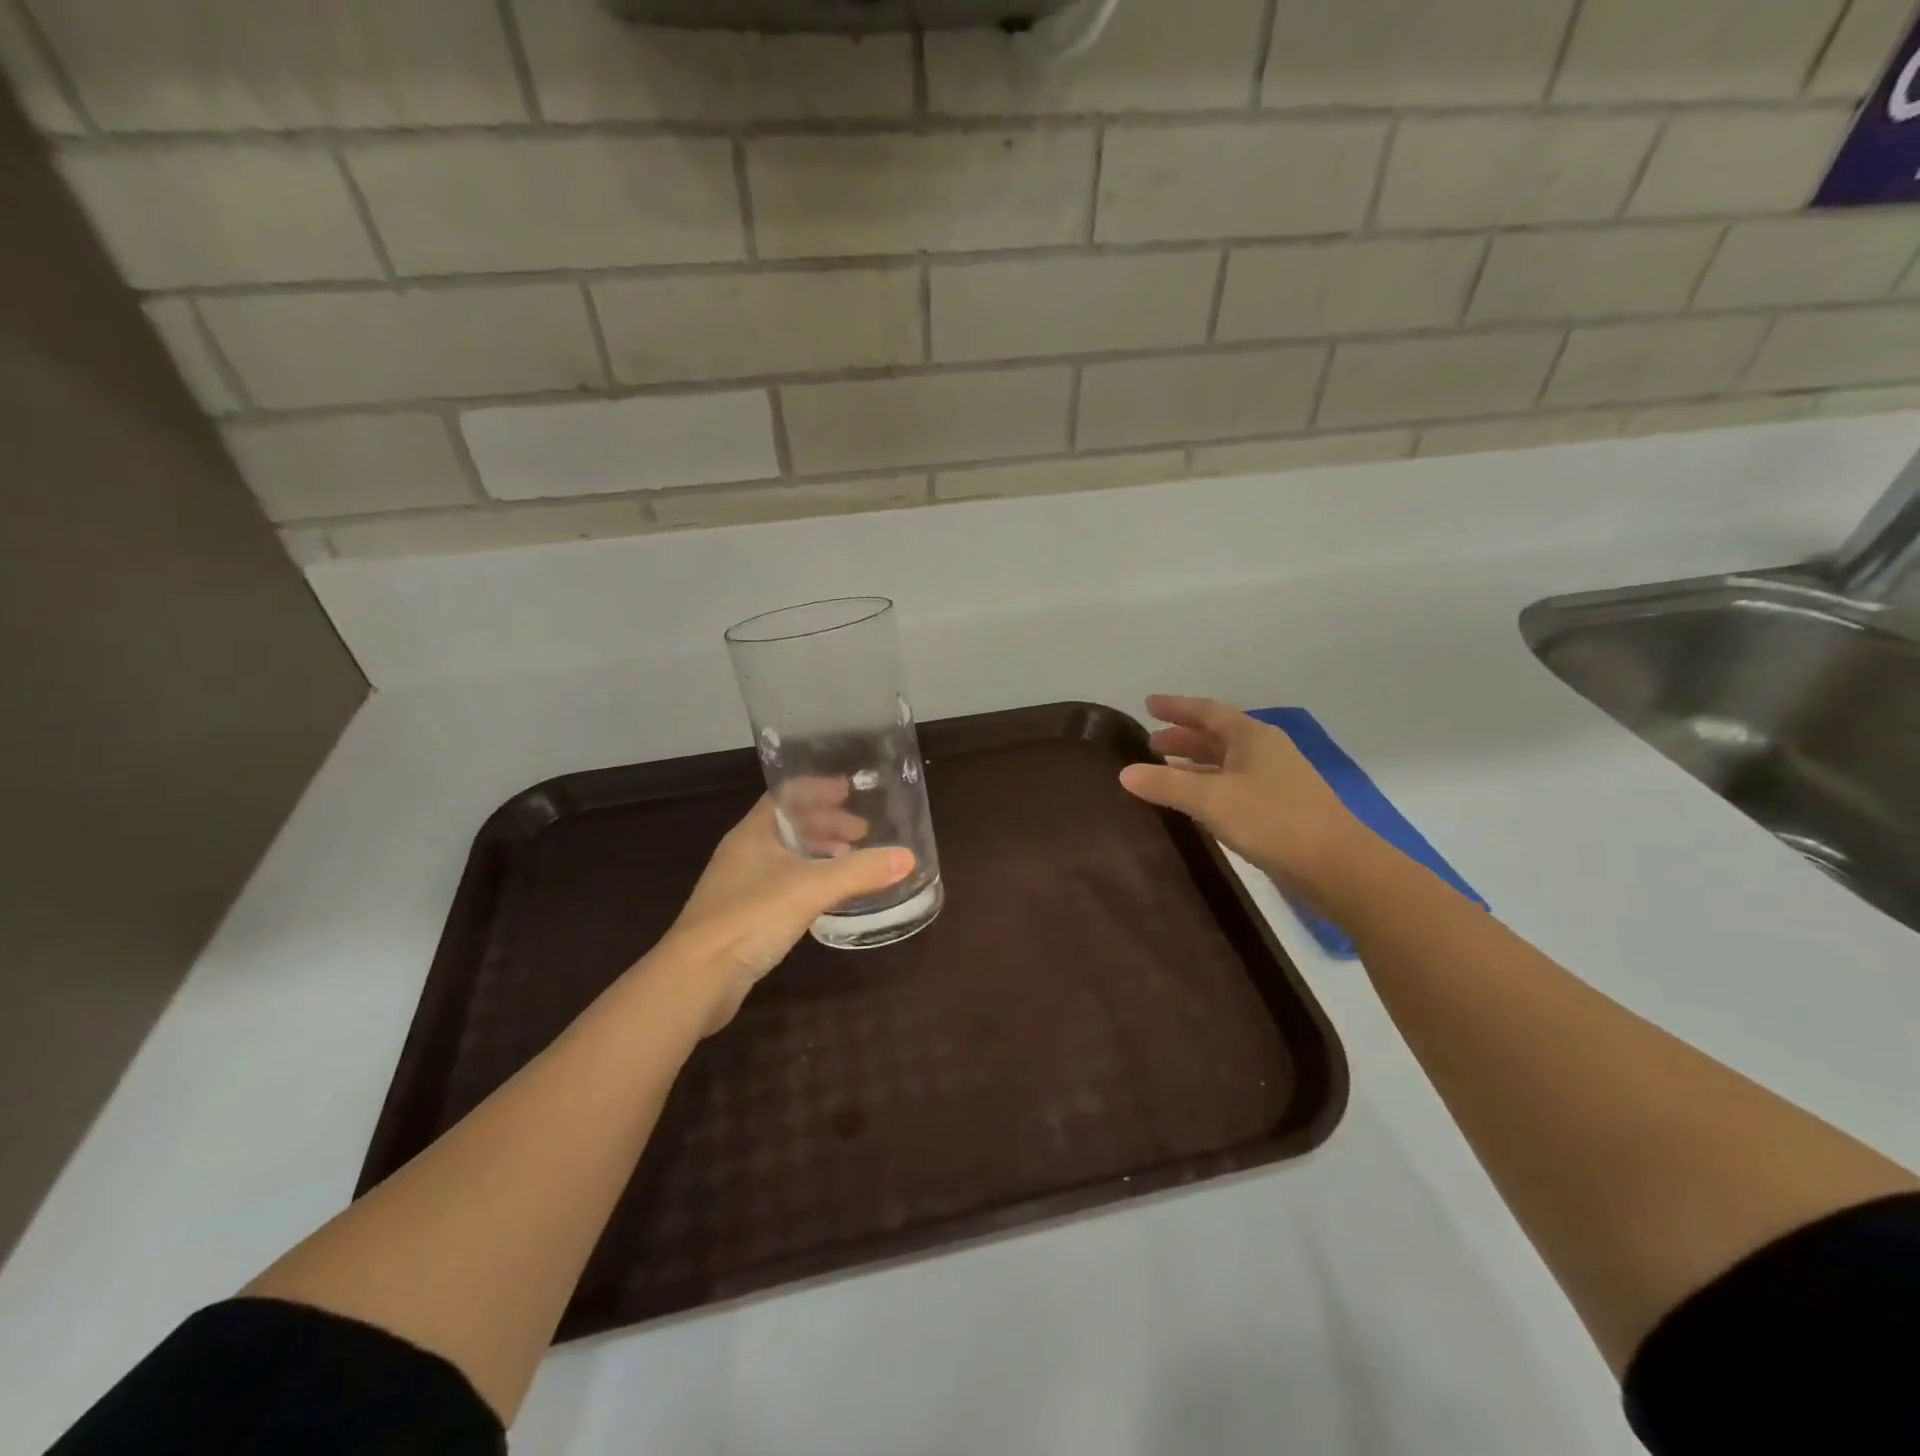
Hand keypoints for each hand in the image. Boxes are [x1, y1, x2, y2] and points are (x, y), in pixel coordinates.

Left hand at [661, 796, 913, 1033]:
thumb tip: (908, 857)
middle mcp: (744, 852)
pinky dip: (808, 881)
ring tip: (850, 861)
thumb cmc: (751, 916)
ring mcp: (739, 885)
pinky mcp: (742, 916)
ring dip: (818, 853)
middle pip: (788, 825)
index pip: (787, 796)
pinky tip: (826, 897)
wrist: (697, 977)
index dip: (818, 790)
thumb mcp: (812, 887)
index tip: (849, 791)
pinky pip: (782, 884)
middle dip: (826, 824)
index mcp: (753, 832)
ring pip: (786, 856)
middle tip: (861, 832)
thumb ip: (860, 871)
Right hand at [1118, 695, 1369, 902]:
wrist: (1336, 864)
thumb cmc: (1271, 819)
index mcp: (1251, 736)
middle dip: (1182, 737)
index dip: (1176, 707)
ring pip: (1226, 762)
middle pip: (1217, 736)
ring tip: (1164, 771)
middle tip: (1150, 743)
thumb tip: (1124, 773)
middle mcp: (1265, 750)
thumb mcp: (1210, 799)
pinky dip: (1210, 786)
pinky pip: (1235, 784)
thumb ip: (1166, 785)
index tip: (1147, 705)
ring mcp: (1276, 779)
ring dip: (1195, 764)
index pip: (1207, 711)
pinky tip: (1196, 803)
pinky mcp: (1281, 807)